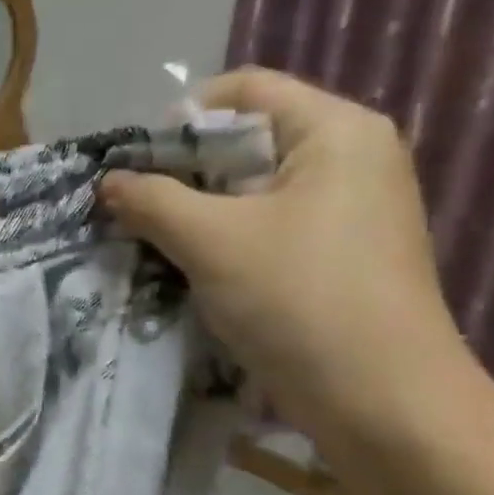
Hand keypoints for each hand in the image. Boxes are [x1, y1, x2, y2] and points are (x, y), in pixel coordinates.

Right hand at [99, 69, 475, 450]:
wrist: (385, 405)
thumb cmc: (301, 299)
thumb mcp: (210, 240)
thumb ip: (151, 199)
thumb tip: (108, 181)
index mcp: (336, 131)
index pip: (243, 88)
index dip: (181, 118)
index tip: (138, 165)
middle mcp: (349, 158)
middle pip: (244, 137)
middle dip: (181, 170)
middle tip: (133, 205)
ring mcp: (347, 209)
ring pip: (249, 187)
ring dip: (195, 210)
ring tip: (151, 239)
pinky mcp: (337, 254)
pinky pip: (265, 224)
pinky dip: (221, 238)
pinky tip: (188, 269)